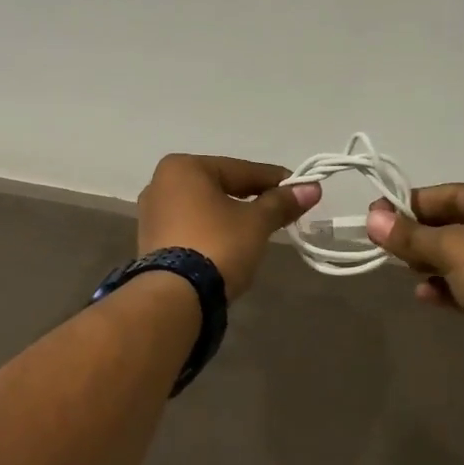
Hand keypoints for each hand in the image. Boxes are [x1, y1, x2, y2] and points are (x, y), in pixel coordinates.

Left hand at [137, 155, 320, 301]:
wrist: (175, 297)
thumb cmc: (217, 245)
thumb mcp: (255, 223)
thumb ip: (281, 203)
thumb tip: (313, 188)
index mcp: (183, 167)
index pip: (240, 170)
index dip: (274, 181)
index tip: (301, 189)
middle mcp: (161, 183)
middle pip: (219, 186)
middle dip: (251, 198)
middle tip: (282, 210)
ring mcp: (152, 213)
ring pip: (203, 208)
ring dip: (230, 215)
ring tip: (258, 230)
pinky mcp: (150, 241)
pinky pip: (190, 226)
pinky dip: (211, 231)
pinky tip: (230, 244)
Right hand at [365, 185, 463, 403]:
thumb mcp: (456, 249)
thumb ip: (411, 234)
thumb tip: (371, 219)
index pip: (457, 194)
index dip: (414, 203)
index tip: (376, 214)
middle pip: (459, 224)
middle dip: (421, 234)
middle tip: (383, 242)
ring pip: (463, 257)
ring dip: (431, 261)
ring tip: (404, 268)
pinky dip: (446, 287)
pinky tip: (424, 294)